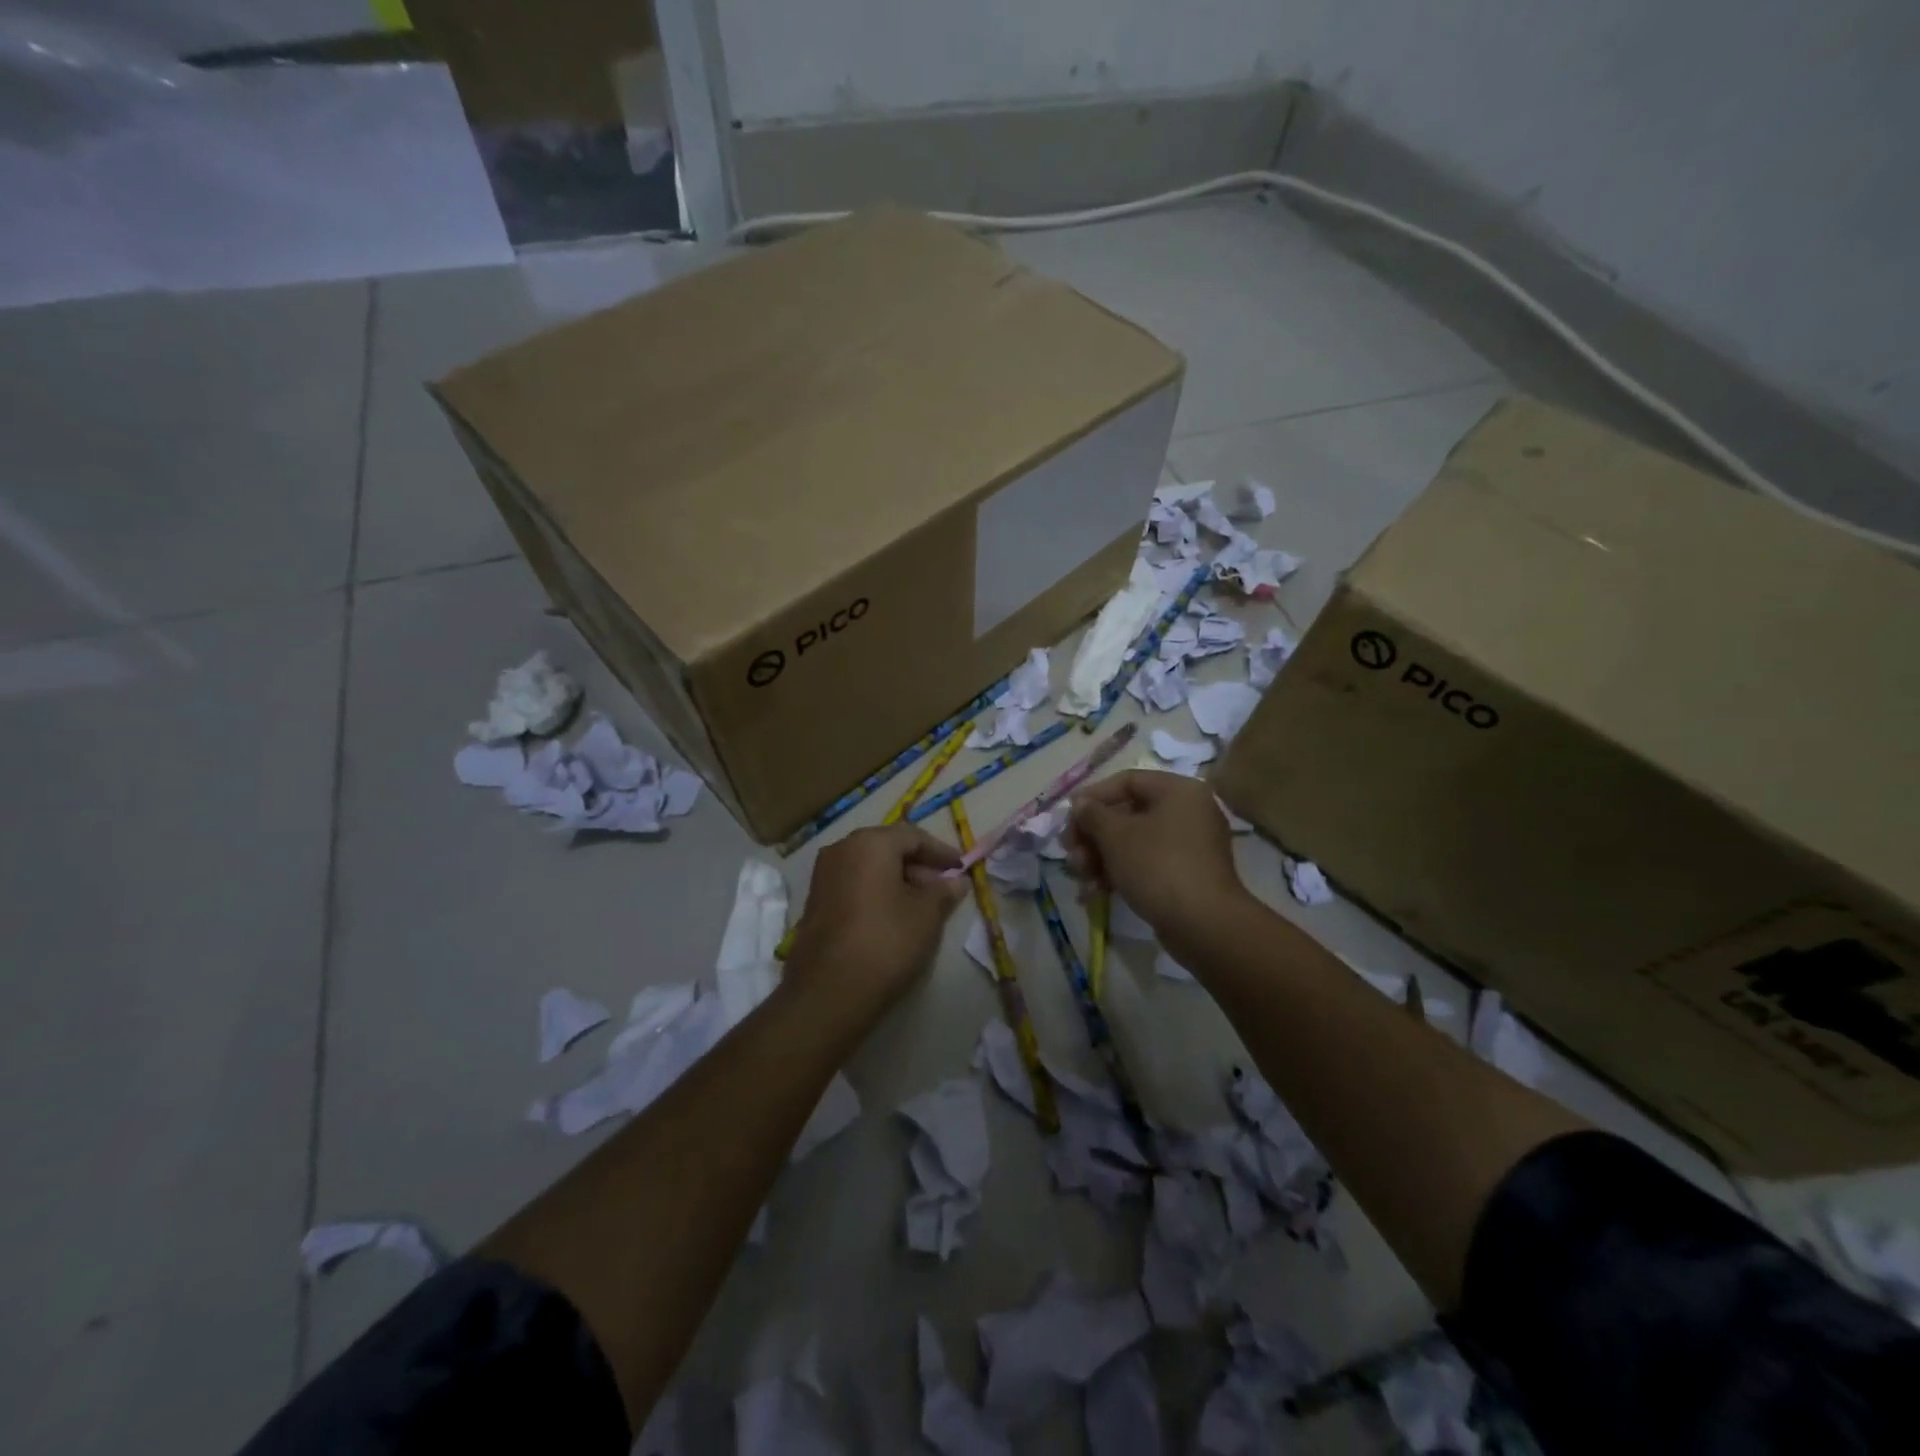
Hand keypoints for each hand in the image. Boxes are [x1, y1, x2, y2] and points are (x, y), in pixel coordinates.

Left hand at [785, 823, 967, 1017]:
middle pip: (888, 848)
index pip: (913, 836)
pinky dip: (876, 891)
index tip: (961, 868)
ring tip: (922, 905)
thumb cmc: (886, 943)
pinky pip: (853, 884)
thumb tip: (956, 880)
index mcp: (870, 843)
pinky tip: (893, 916)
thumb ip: (944, 891)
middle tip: (943, 888)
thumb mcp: (926, 916)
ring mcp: (823, 875)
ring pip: (869, 866)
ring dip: (897, 879)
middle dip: (918, 865)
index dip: (941, 852)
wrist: (828, 992)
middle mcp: (841, 849)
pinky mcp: (814, 900)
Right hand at [1065, 770, 1245, 939]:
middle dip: (1092, 835)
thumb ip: (1092, 814)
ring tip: (1079, 877)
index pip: (1127, 781)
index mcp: (1178, 792)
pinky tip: (1094, 894)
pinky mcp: (1186, 876)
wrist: (1203, 925)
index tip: (1068, 816)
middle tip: (1069, 852)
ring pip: (1134, 843)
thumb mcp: (1116, 836)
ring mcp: (1189, 847)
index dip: (1093, 796)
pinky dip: (1120, 874)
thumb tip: (1081, 804)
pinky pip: (1146, 865)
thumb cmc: (1158, 866)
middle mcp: (1188, 813)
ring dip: (1100, 858)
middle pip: (1128, 814)